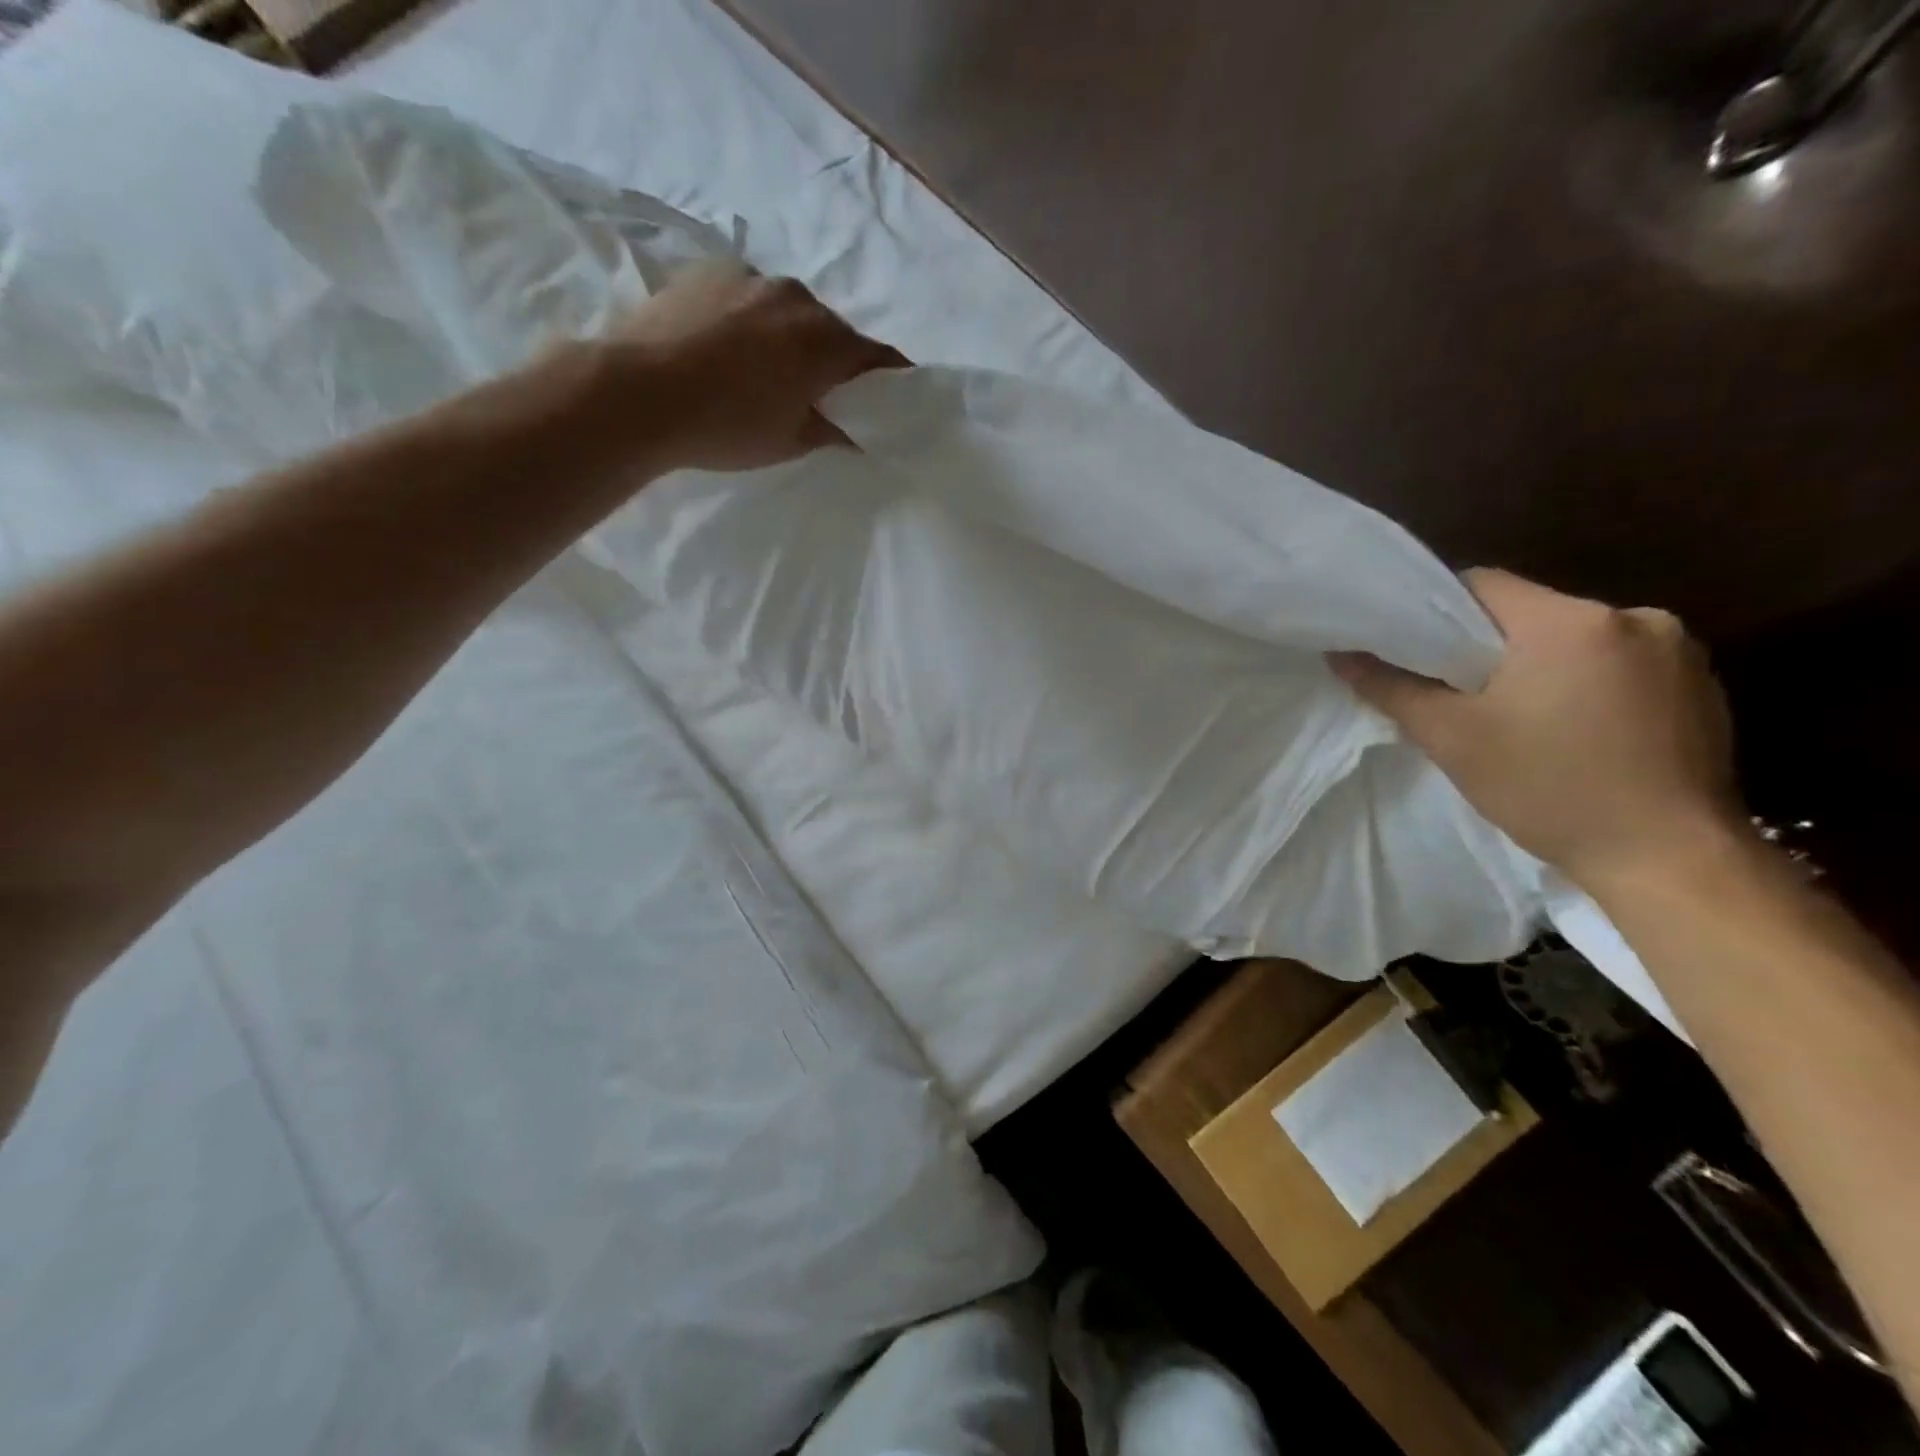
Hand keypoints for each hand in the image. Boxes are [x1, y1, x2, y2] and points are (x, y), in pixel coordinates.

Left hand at [616, 261, 906, 472]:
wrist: (640, 393)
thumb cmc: (727, 427)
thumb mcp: (791, 442)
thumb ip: (832, 430)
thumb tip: (852, 428)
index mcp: (826, 341)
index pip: (878, 358)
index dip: (891, 378)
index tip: (894, 394)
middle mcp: (798, 297)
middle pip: (832, 331)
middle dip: (832, 359)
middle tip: (817, 393)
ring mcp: (751, 277)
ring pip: (789, 310)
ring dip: (789, 336)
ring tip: (762, 369)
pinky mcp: (710, 270)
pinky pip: (748, 296)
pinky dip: (750, 319)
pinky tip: (725, 346)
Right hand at [1331, 569, 1741, 888]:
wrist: (1670, 860)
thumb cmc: (1550, 790)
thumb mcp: (1452, 739)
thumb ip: (1392, 688)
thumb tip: (1340, 654)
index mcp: (1568, 622)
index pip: (1482, 585)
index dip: (1438, 611)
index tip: (1417, 651)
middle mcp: (1632, 618)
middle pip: (1530, 612)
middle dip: (1489, 646)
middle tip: (1458, 693)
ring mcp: (1677, 651)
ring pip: (1575, 639)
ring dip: (1541, 665)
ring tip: (1518, 717)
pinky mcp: (1702, 685)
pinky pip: (1620, 664)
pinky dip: (1586, 684)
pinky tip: (1574, 731)